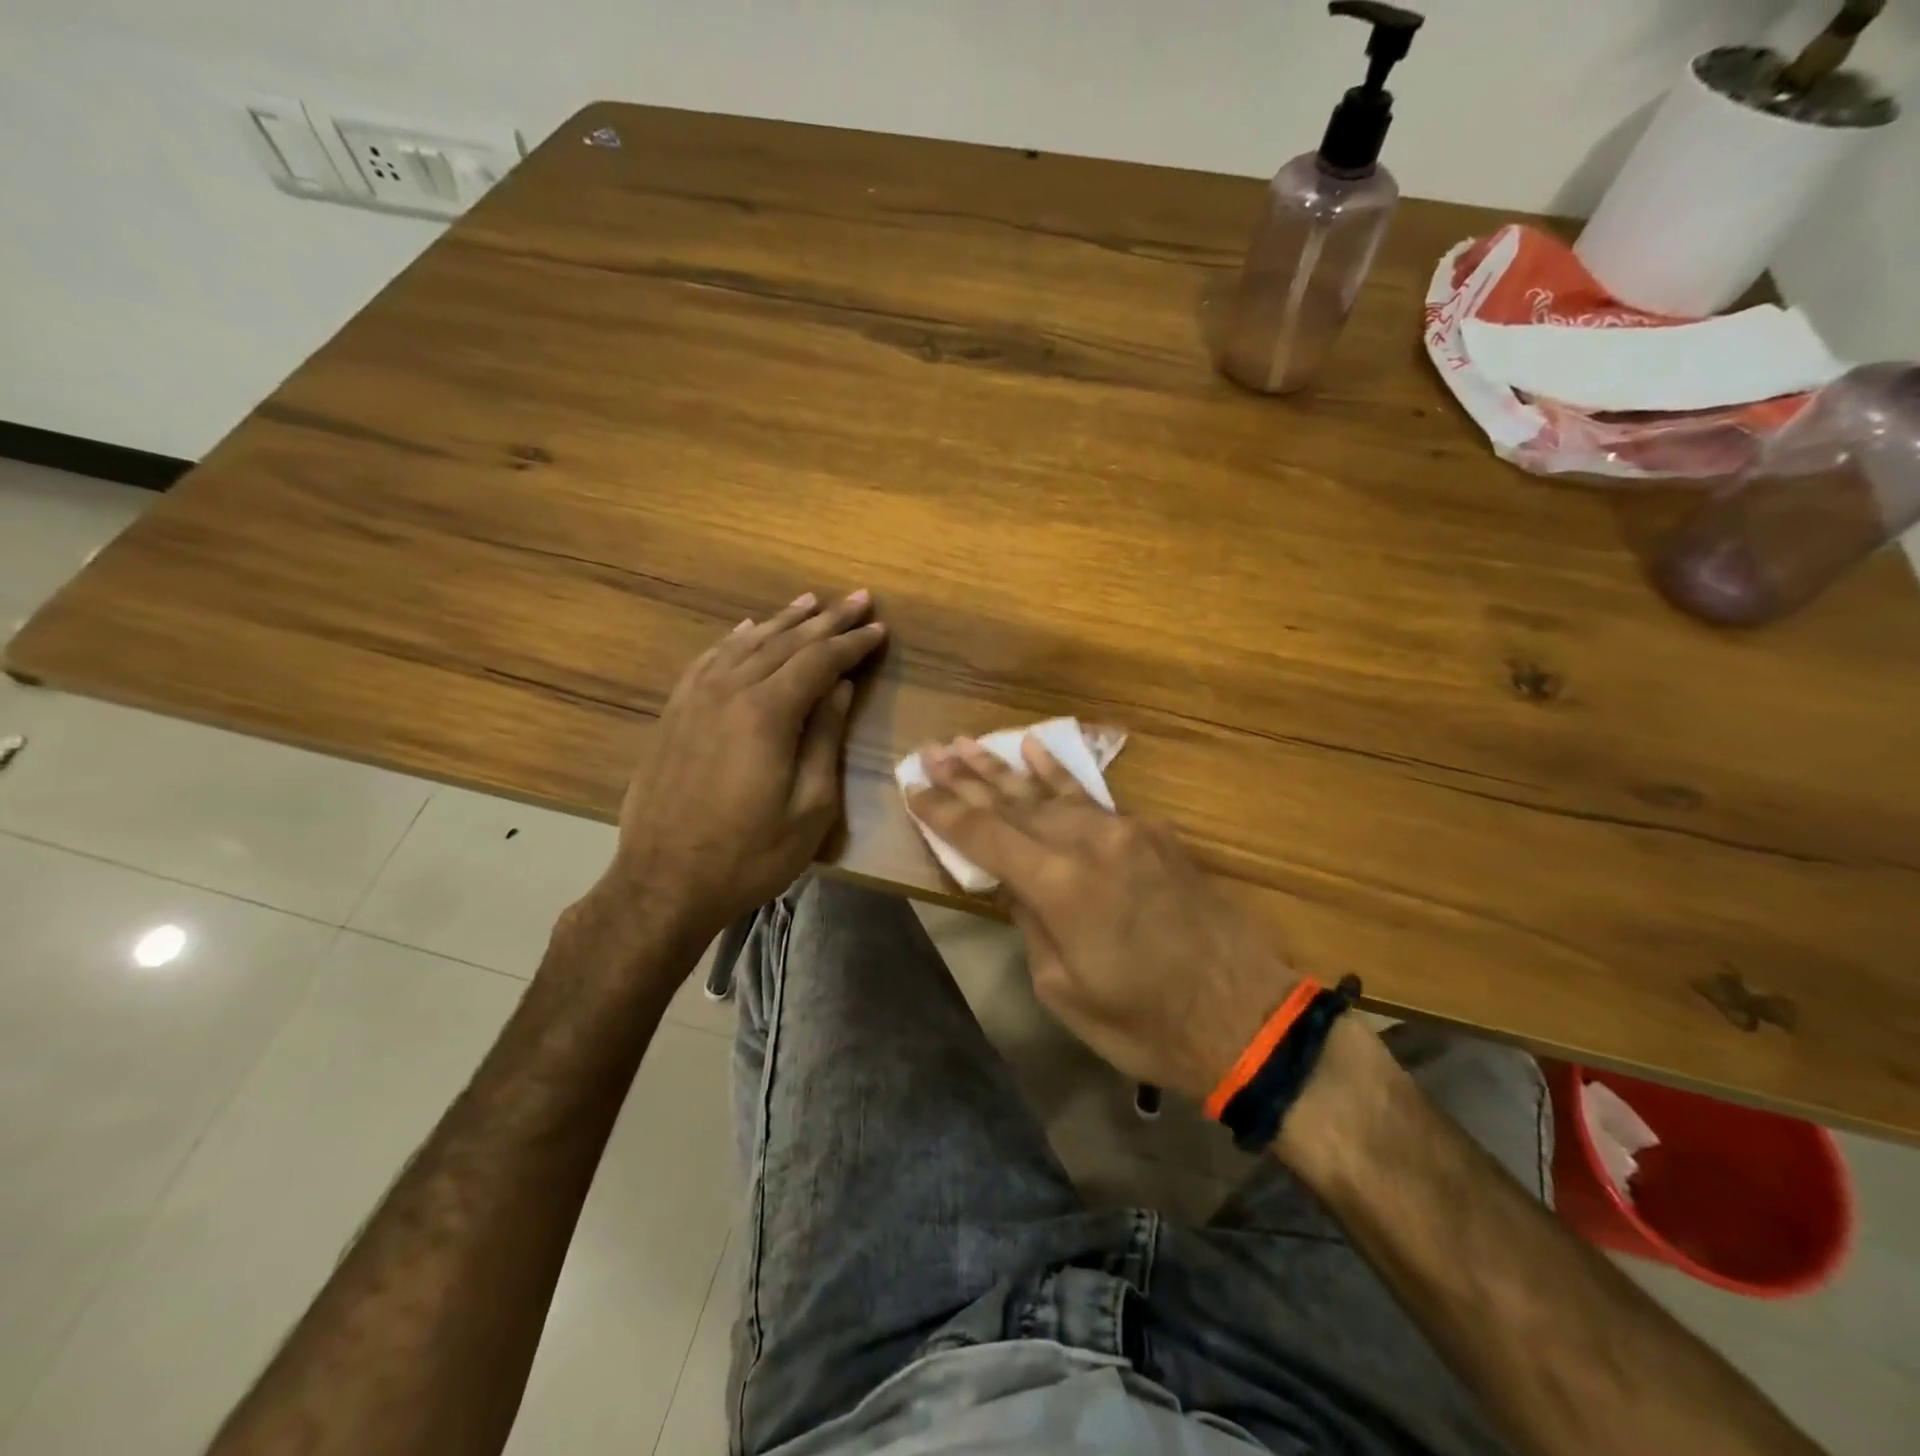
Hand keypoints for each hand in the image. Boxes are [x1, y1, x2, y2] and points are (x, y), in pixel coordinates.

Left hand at [603, 590, 885, 945]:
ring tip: (812, 602)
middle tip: (858, 598)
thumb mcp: (809, 807)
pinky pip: (710, 659)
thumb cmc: (750, 854)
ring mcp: (695, 698)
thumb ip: (825, 739)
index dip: (853, 643)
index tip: (880, 628)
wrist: (663, 882)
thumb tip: (840, 688)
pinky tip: (748, 629)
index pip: (819, 661)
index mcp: (768, 713)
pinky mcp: (674, 712)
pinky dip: (735, 639)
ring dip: (783, 621)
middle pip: (785, 642)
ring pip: (747, 643)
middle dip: (827, 620)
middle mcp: (729, 691)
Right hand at [908, 737, 1294, 1102]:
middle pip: (1013, 804)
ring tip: (968, 744)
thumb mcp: (1063, 989)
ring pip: (1051, 793)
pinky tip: (1035, 749)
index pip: (984, 836)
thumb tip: (1013, 883)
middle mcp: (1089, 842)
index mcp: (1060, 885)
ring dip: (1005, 769)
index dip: (943, 812)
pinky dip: (1060, 775)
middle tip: (930, 753)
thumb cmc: (1143, 1022)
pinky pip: (1093, 798)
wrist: (1242, 1014)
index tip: (912, 789)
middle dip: (967, 779)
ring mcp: (1125, 831)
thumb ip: (1030, 922)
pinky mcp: (1151, 834)